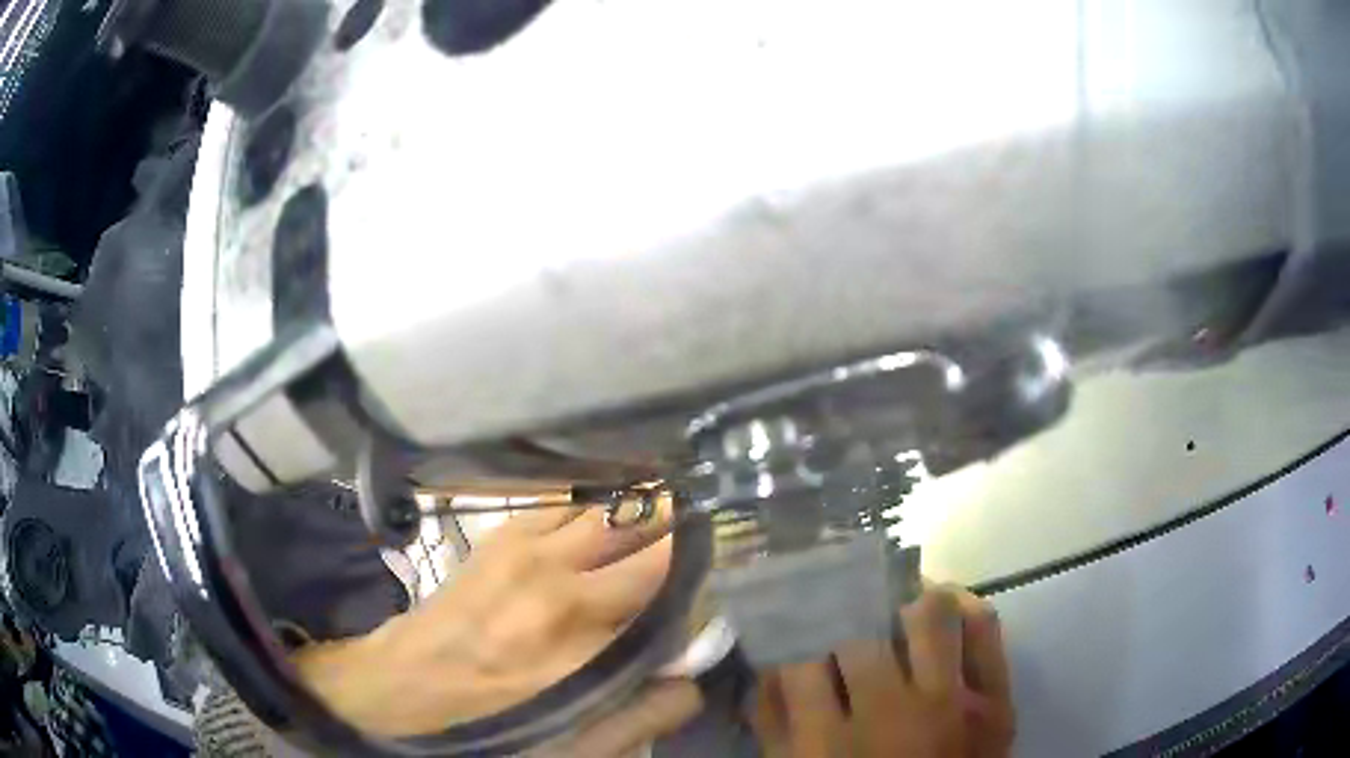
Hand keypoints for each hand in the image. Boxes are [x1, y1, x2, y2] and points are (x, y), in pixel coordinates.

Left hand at [296, 498, 701, 749]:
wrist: (406, 681)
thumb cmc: (494, 719)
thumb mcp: (577, 741)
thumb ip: (648, 710)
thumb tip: (693, 671)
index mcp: (584, 645)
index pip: (675, 593)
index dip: (707, 584)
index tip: (720, 585)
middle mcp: (562, 585)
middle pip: (652, 537)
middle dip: (690, 535)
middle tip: (709, 541)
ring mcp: (530, 550)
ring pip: (614, 510)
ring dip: (651, 512)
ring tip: (673, 518)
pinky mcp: (505, 534)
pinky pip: (571, 503)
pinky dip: (603, 506)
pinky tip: (613, 516)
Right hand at [751, 584, 1014, 757]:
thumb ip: (774, 725)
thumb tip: (769, 663)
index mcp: (831, 745)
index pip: (799, 663)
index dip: (790, 639)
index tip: (791, 625)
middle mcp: (893, 716)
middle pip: (859, 637)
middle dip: (841, 623)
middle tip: (839, 614)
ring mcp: (952, 703)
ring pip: (928, 614)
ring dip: (902, 603)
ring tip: (891, 605)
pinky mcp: (997, 697)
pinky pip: (984, 626)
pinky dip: (961, 604)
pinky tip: (941, 605)